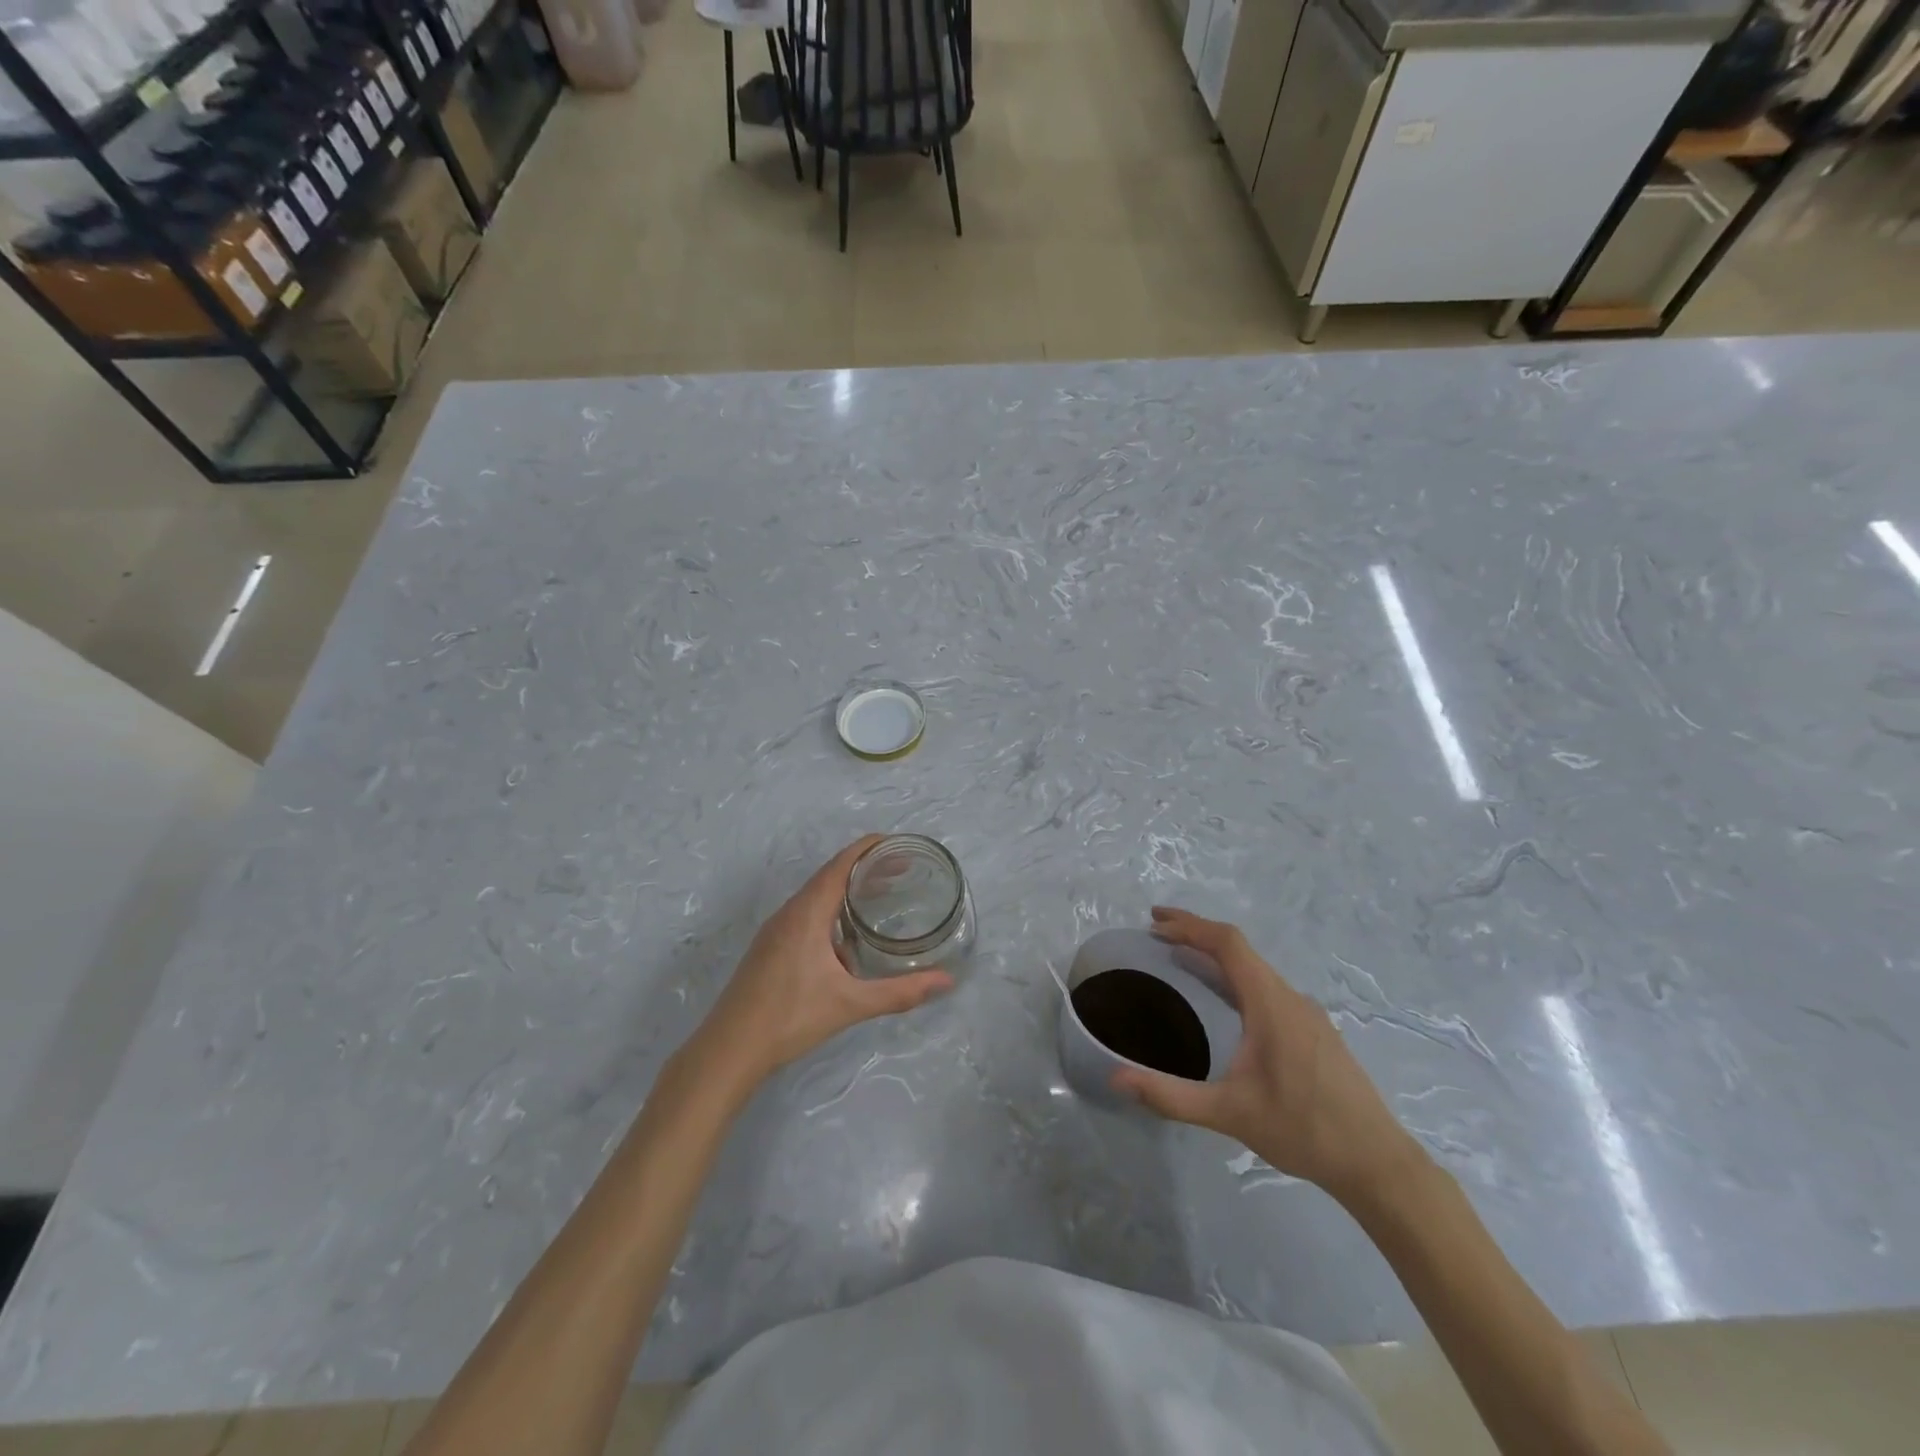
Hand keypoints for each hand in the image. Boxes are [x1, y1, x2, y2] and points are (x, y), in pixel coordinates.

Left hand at [686, 836, 952, 1095]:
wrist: (729, 1049)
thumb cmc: (790, 1018)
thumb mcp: (851, 1004)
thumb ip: (900, 992)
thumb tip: (947, 982)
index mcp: (807, 913)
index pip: (841, 864)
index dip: (869, 848)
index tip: (898, 843)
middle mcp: (789, 913)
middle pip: (830, 876)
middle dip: (864, 868)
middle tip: (901, 869)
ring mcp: (776, 930)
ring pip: (816, 897)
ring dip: (847, 891)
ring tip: (879, 897)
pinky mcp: (770, 948)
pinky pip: (806, 914)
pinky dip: (831, 911)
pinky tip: (847, 939)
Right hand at [1112, 907, 1424, 1205]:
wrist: (1377, 1164)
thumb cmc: (1303, 1130)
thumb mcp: (1229, 1113)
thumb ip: (1170, 1096)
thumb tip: (1116, 1080)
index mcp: (1271, 1003)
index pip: (1228, 944)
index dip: (1190, 925)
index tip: (1155, 921)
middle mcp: (1290, 998)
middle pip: (1240, 950)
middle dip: (1197, 935)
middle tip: (1157, 935)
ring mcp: (1307, 1014)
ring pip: (1255, 969)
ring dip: (1217, 957)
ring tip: (1182, 962)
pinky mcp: (1315, 1032)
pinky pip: (1267, 988)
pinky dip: (1236, 979)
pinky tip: (1225, 1004)